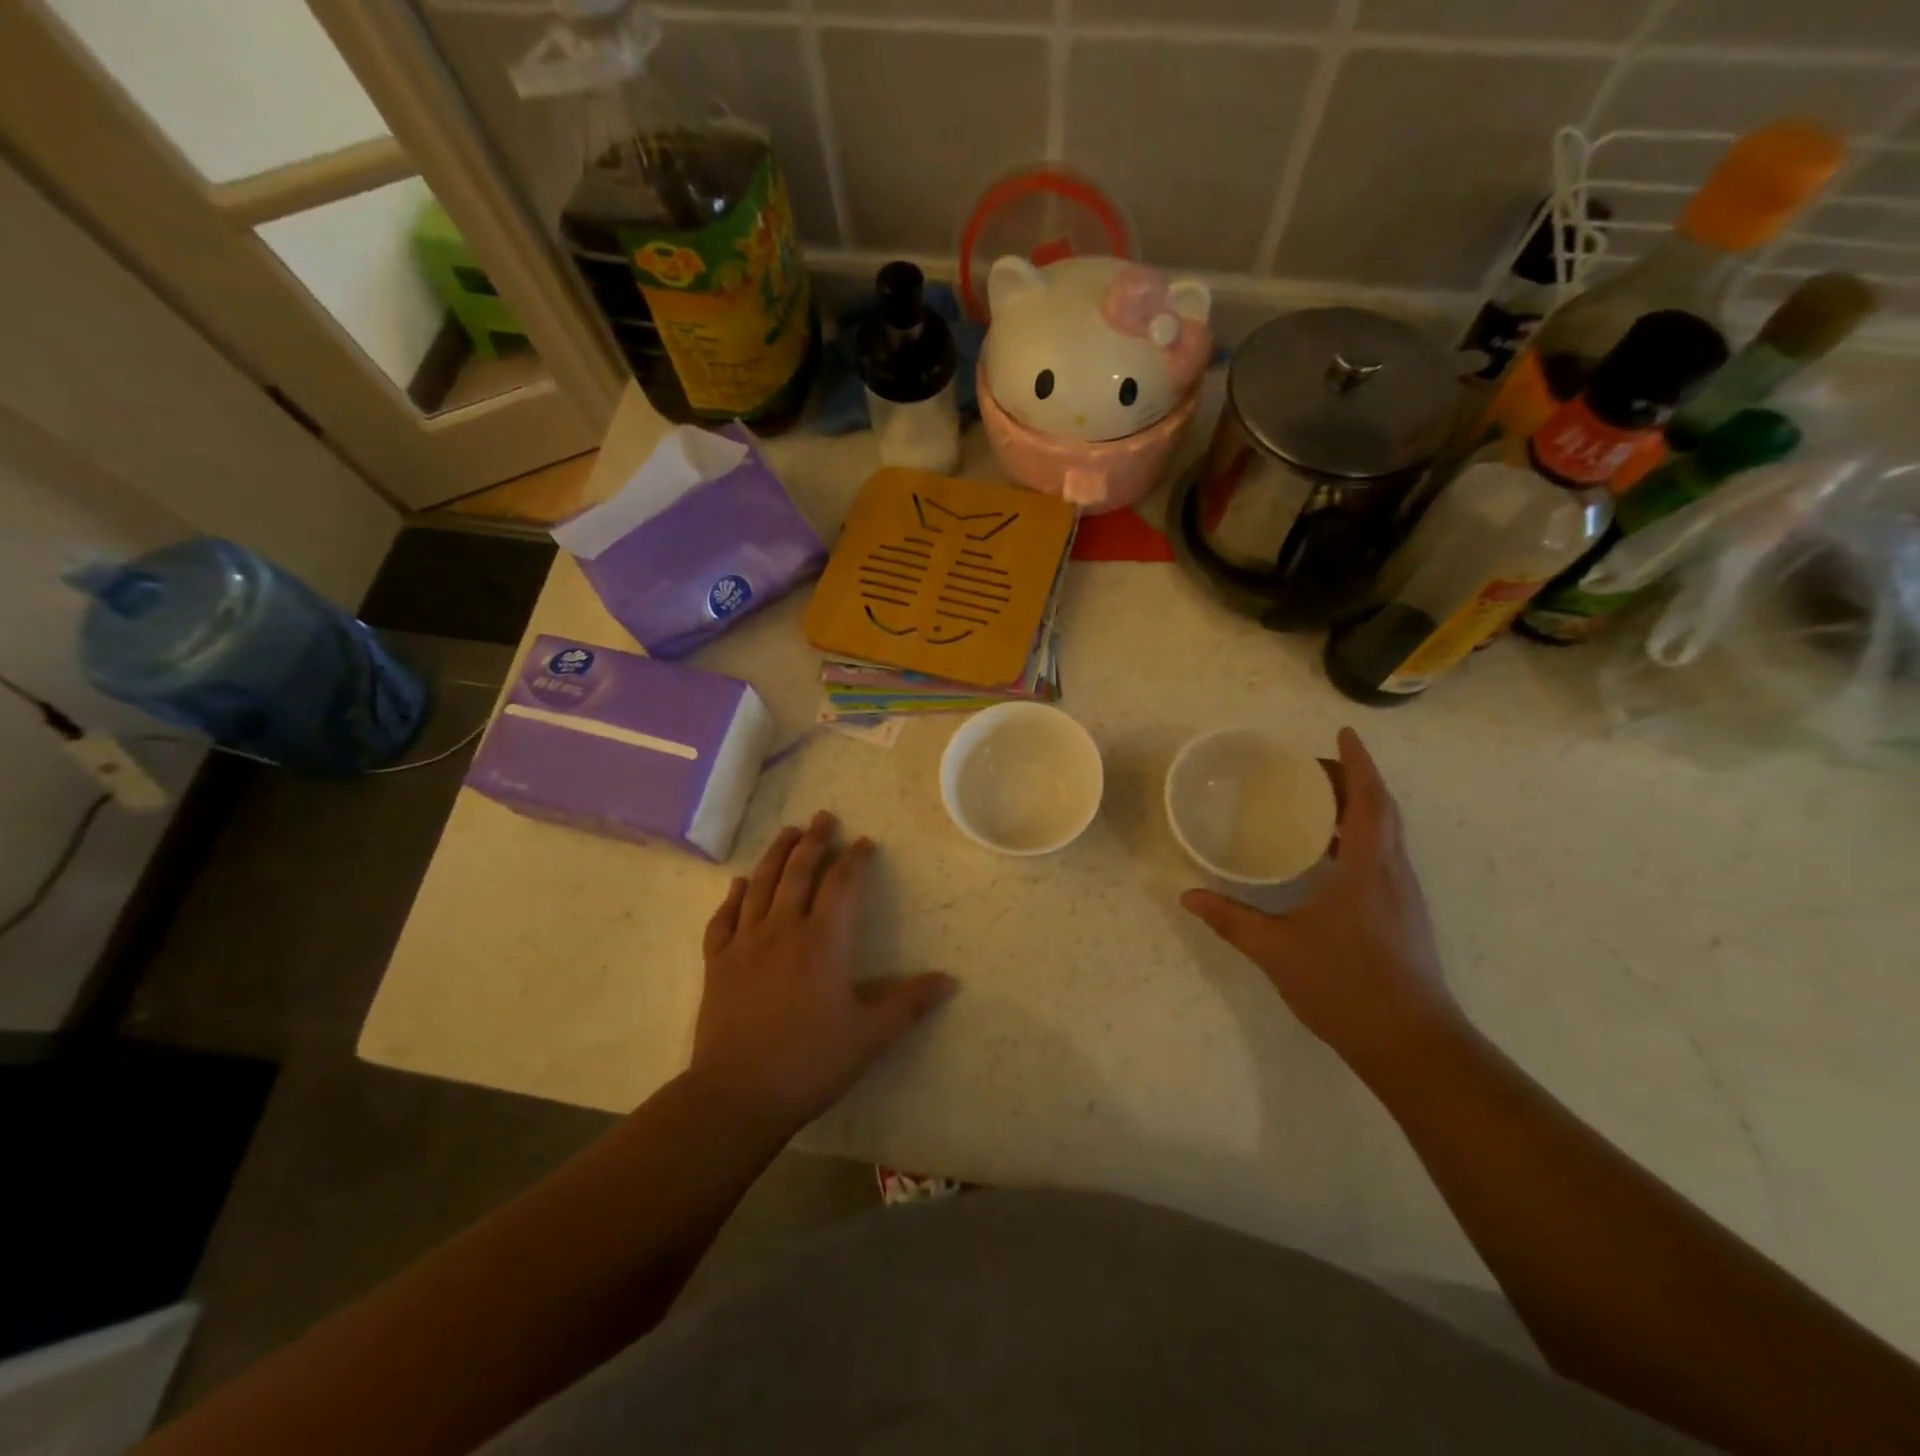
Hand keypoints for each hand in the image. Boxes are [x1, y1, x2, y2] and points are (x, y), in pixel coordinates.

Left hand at [689, 811, 956, 1131]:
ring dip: (775, 855)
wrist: (737, 1095)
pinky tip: (739, 884)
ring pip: (760, 886)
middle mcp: (782, 930)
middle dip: (813, 841)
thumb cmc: (810, 1061)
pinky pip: (724, 919)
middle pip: (798, 872)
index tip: (864, 842)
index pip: (842, 884)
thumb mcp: (870, 1035)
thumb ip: (910, 1003)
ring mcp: (745, 944)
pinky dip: (733, 896)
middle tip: (823, 817)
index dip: (855, 859)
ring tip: (787, 832)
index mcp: (823, 941)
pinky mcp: (717, 964)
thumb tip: (951, 980)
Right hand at [1181, 728, 1465, 1083]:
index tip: (1345, 732)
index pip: (1369, 800)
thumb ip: (1231, 919)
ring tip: (1316, 803)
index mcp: (1367, 869)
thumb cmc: (1346, 987)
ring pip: (1387, 835)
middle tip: (1312, 768)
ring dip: (1359, 808)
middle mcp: (1393, 873)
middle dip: (1354, 779)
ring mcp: (1403, 896)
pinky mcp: (1403, 917)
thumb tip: (1188, 896)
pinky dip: (1360, 839)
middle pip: (1382, 810)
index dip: (1359, 762)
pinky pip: (1383, 858)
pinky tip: (1329, 859)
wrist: (1412, 1045)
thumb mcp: (1276, 950)